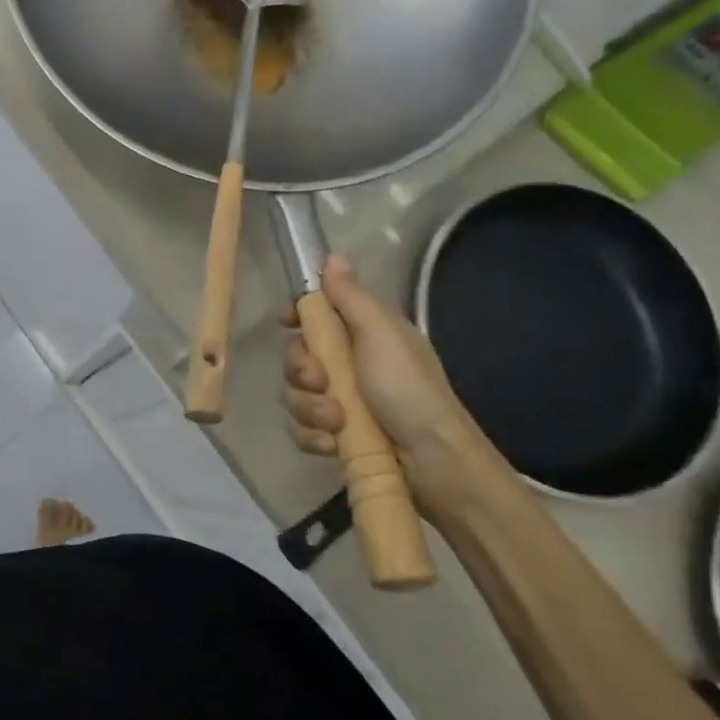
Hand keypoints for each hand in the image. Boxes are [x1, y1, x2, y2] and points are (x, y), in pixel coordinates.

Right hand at [280, 255, 495, 515]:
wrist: (433, 463)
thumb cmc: (408, 390)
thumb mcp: (380, 335)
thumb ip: (351, 298)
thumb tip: (332, 256)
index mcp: (365, 334)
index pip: (319, 313)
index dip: (298, 316)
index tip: (286, 323)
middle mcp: (350, 364)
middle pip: (299, 356)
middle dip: (302, 372)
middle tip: (321, 383)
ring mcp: (342, 402)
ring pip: (296, 394)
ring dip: (310, 409)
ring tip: (337, 423)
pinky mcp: (336, 436)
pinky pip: (302, 428)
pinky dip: (313, 436)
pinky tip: (332, 444)